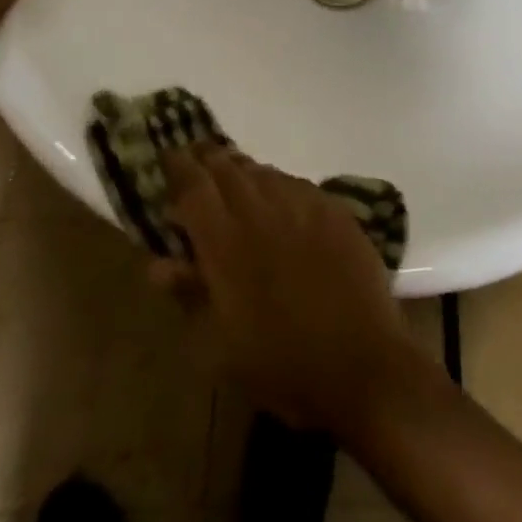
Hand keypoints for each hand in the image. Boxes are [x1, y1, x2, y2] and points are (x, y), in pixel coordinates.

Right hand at [151, 144, 418, 431]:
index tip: (168, 156)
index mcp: (226, 243)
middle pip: (227, 168)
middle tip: (196, 159)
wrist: (363, 362)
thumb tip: (159, 264)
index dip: (178, 167)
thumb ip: (190, 295)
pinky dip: (277, 185)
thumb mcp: (220, 347)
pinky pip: (296, 183)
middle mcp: (262, 209)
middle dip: (208, 160)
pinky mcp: (333, 207)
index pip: (193, 187)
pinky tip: (278, 201)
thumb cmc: (282, 364)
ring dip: (242, 171)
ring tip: (233, 178)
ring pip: (263, 171)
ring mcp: (302, 202)